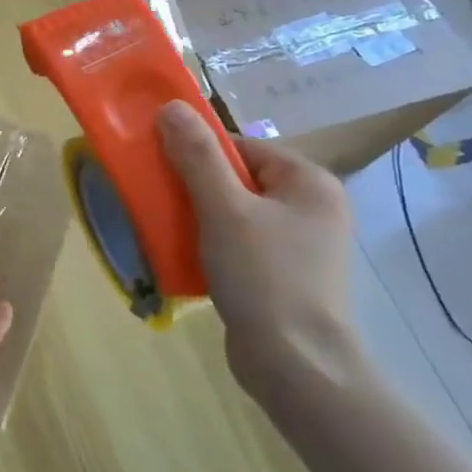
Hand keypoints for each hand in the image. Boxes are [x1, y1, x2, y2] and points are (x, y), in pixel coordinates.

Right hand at [156, 100, 360, 398]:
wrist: (296, 365)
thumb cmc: (264, 276)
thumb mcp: (224, 209)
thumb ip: (196, 156)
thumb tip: (172, 106)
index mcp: (309, 182)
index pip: (241, 146)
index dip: (198, 151)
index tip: (160, 166)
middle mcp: (312, 207)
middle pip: (237, 178)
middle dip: (194, 186)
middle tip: (159, 198)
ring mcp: (301, 244)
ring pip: (235, 212)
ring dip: (198, 216)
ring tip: (167, 227)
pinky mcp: (285, 275)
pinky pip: (239, 242)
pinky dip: (211, 243)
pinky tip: (186, 256)